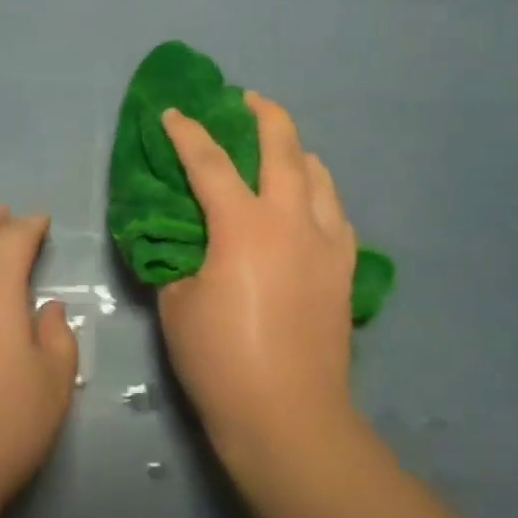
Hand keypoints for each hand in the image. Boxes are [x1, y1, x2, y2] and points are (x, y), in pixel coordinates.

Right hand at [158, 93, 358, 471]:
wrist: (288, 418)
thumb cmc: (221, 361)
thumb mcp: (176, 304)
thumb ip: (176, 259)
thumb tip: (181, 241)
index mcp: (243, 227)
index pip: (209, 162)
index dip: (187, 132)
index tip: (173, 112)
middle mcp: (292, 221)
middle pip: (283, 149)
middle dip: (263, 114)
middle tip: (246, 99)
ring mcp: (326, 244)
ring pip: (319, 175)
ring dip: (296, 151)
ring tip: (279, 149)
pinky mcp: (344, 270)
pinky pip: (335, 212)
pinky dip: (318, 194)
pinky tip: (307, 204)